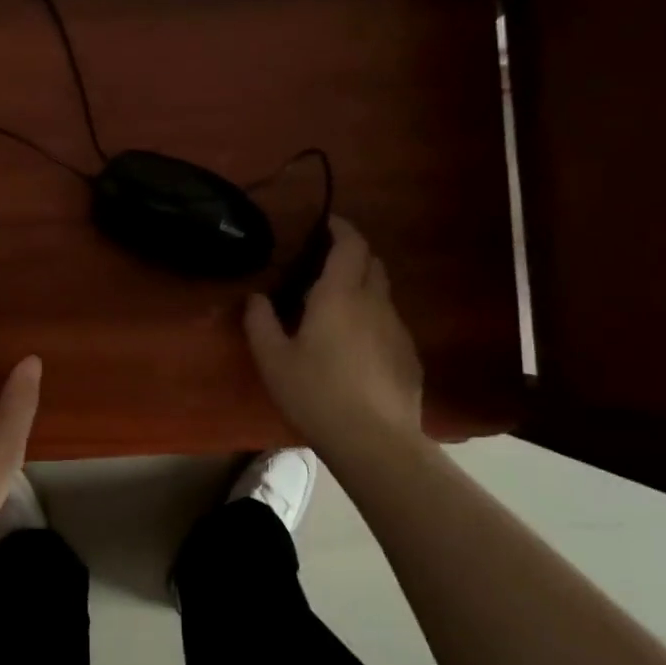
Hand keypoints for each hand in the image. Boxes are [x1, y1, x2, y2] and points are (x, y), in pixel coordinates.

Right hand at [245, 216, 426, 453]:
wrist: (374, 441)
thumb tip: (256, 297)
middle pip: (372, 262)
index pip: (350, 244)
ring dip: (363, 287)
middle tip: (326, 262)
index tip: (327, 223)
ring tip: (338, 306)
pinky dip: (374, 318)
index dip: (341, 228)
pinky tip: (358, 346)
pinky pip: (390, 322)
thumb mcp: (273, 360)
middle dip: (353, 253)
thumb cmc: (316, 393)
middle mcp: (374, 302)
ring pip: (383, 293)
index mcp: (339, 295)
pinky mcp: (409, 356)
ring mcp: (398, 329)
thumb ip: (260, 322)